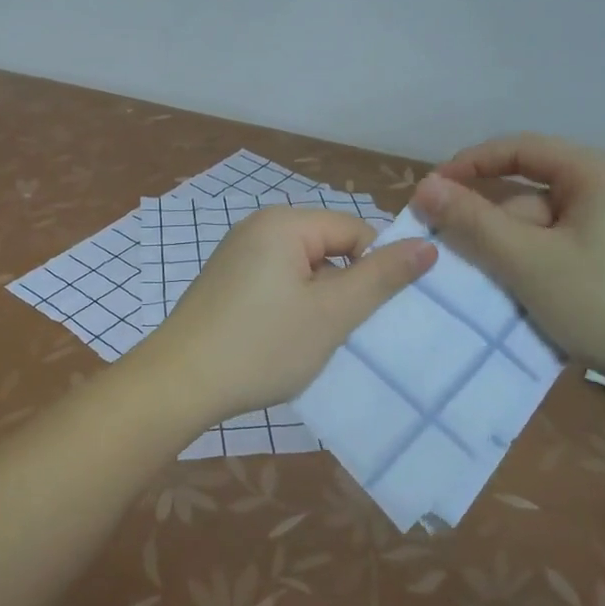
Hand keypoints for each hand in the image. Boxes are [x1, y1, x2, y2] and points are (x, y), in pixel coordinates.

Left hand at [135, 207, 435, 427]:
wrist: (178, 383)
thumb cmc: (261, 346)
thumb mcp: (331, 314)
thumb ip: (380, 277)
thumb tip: (426, 244)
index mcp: (283, 223)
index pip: (354, 230)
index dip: (372, 270)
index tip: (368, 315)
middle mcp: (258, 227)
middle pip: (328, 247)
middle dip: (343, 288)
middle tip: (339, 332)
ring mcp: (237, 254)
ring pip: (303, 269)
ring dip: (318, 302)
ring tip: (310, 341)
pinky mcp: (226, 281)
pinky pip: (277, 282)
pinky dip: (290, 307)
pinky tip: (282, 341)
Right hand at [412, 134, 604, 393]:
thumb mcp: (527, 262)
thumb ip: (472, 221)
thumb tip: (425, 186)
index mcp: (594, 174)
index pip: (517, 149)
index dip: (467, 165)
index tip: (429, 194)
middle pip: (528, 194)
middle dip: (489, 224)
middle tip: (456, 260)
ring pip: (542, 227)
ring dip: (510, 252)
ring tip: (492, 290)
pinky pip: (561, 249)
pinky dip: (535, 268)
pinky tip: (525, 300)